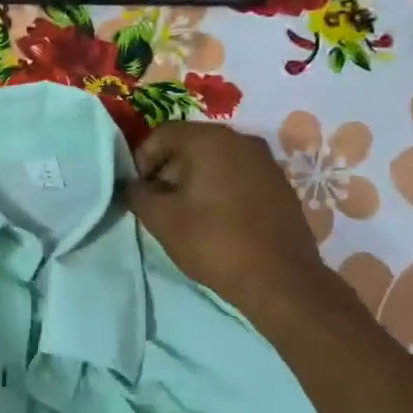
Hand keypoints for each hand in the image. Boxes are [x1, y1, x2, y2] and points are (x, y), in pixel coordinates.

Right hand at [126, 122, 354, 331]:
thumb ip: (137, 194)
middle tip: (159, 204)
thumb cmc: (214, 242)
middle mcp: (241, 139)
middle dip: (168, 170)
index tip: (139, 192)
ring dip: (195, 181)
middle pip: (191, 144)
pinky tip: (217, 220)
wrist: (279, 278)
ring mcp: (266, 161)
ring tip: (187, 214)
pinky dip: (221, 189)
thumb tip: (132, 185)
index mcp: (210, 140)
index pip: (162, 134)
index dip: (142, 160)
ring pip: (217, 160)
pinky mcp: (280, 185)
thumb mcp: (161, 220)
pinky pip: (239, 176)